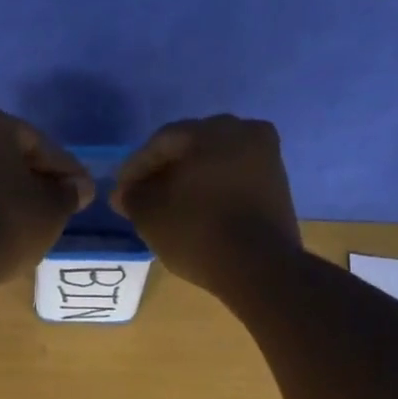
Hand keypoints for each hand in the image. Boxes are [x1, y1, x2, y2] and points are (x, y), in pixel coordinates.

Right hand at [113, 115, 301, 292]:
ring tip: (167, 207)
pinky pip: (233, 181)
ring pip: (215, 164)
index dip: (136, 167)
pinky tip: (196, 212)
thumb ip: (132, 197)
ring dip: (189, 181)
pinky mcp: (277, 186)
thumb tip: (124, 192)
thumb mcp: (151, 216)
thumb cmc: (198, 233)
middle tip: (142, 197)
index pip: (162, 141)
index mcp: (213, 130)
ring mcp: (266, 158)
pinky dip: (212, 192)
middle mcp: (245, 132)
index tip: (120, 192)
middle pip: (191, 148)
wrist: (260, 268)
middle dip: (164, 171)